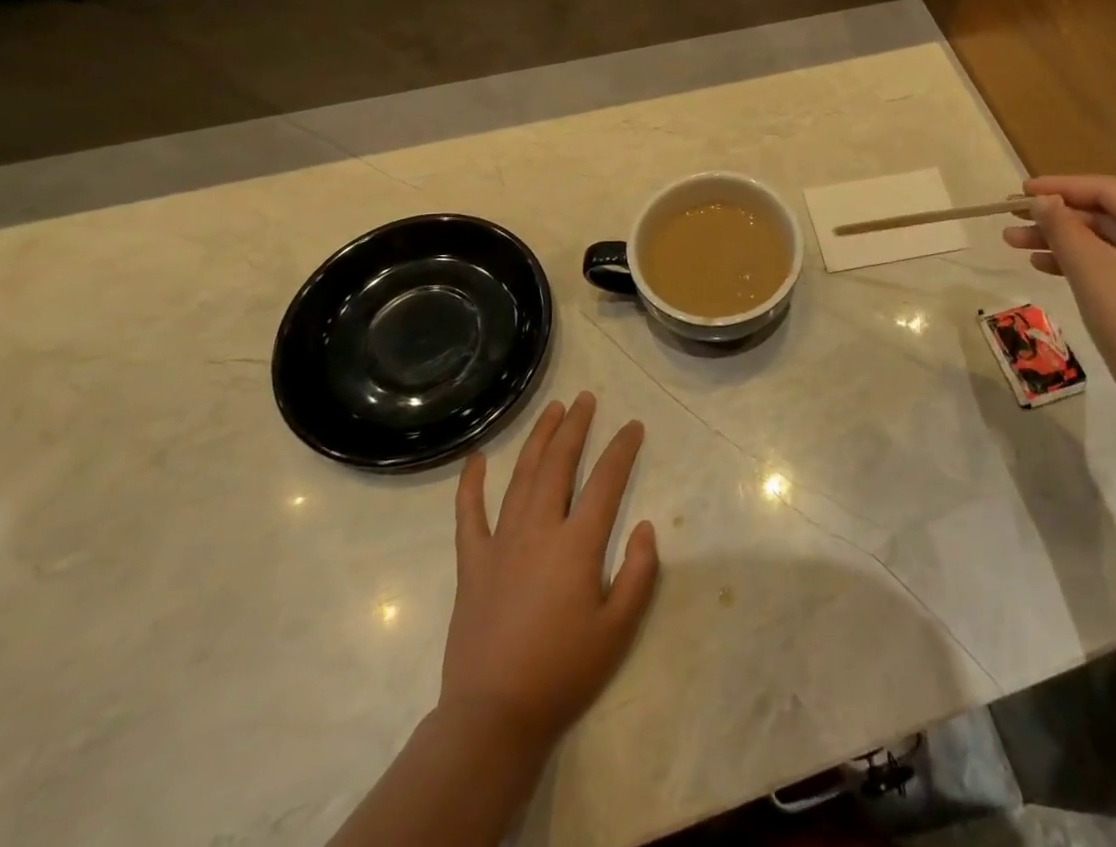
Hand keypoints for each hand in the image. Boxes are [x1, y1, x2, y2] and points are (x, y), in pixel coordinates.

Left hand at [442, 392, 659, 752]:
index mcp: (576, 545)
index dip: (622, 449)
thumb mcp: (618, 630)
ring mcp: (501, 543)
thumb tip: (646, 527)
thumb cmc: (563, 672)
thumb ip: (639, 574)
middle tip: (586, 398)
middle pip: (558, 464)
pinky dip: (471, 484)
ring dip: (538, 439)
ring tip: (552, 410)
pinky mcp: (473, 563)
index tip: (633, 426)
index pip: (605, 482)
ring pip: (521, 477)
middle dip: (575, 427)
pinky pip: (469, 514)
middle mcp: (539, 530)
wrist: (493, 717)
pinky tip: (476, 459)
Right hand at [1003, 175, 1115, 427]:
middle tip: (1011, 219)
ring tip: (1015, 243)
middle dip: (1057, 219)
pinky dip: (1085, 263)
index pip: (1109, 190)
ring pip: (1110, 242)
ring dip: (1064, 242)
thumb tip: (1041, 199)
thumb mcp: (1091, 269)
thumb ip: (1062, 226)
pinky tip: (1045, 265)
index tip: (1019, 191)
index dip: (1059, 187)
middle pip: (1109, 215)